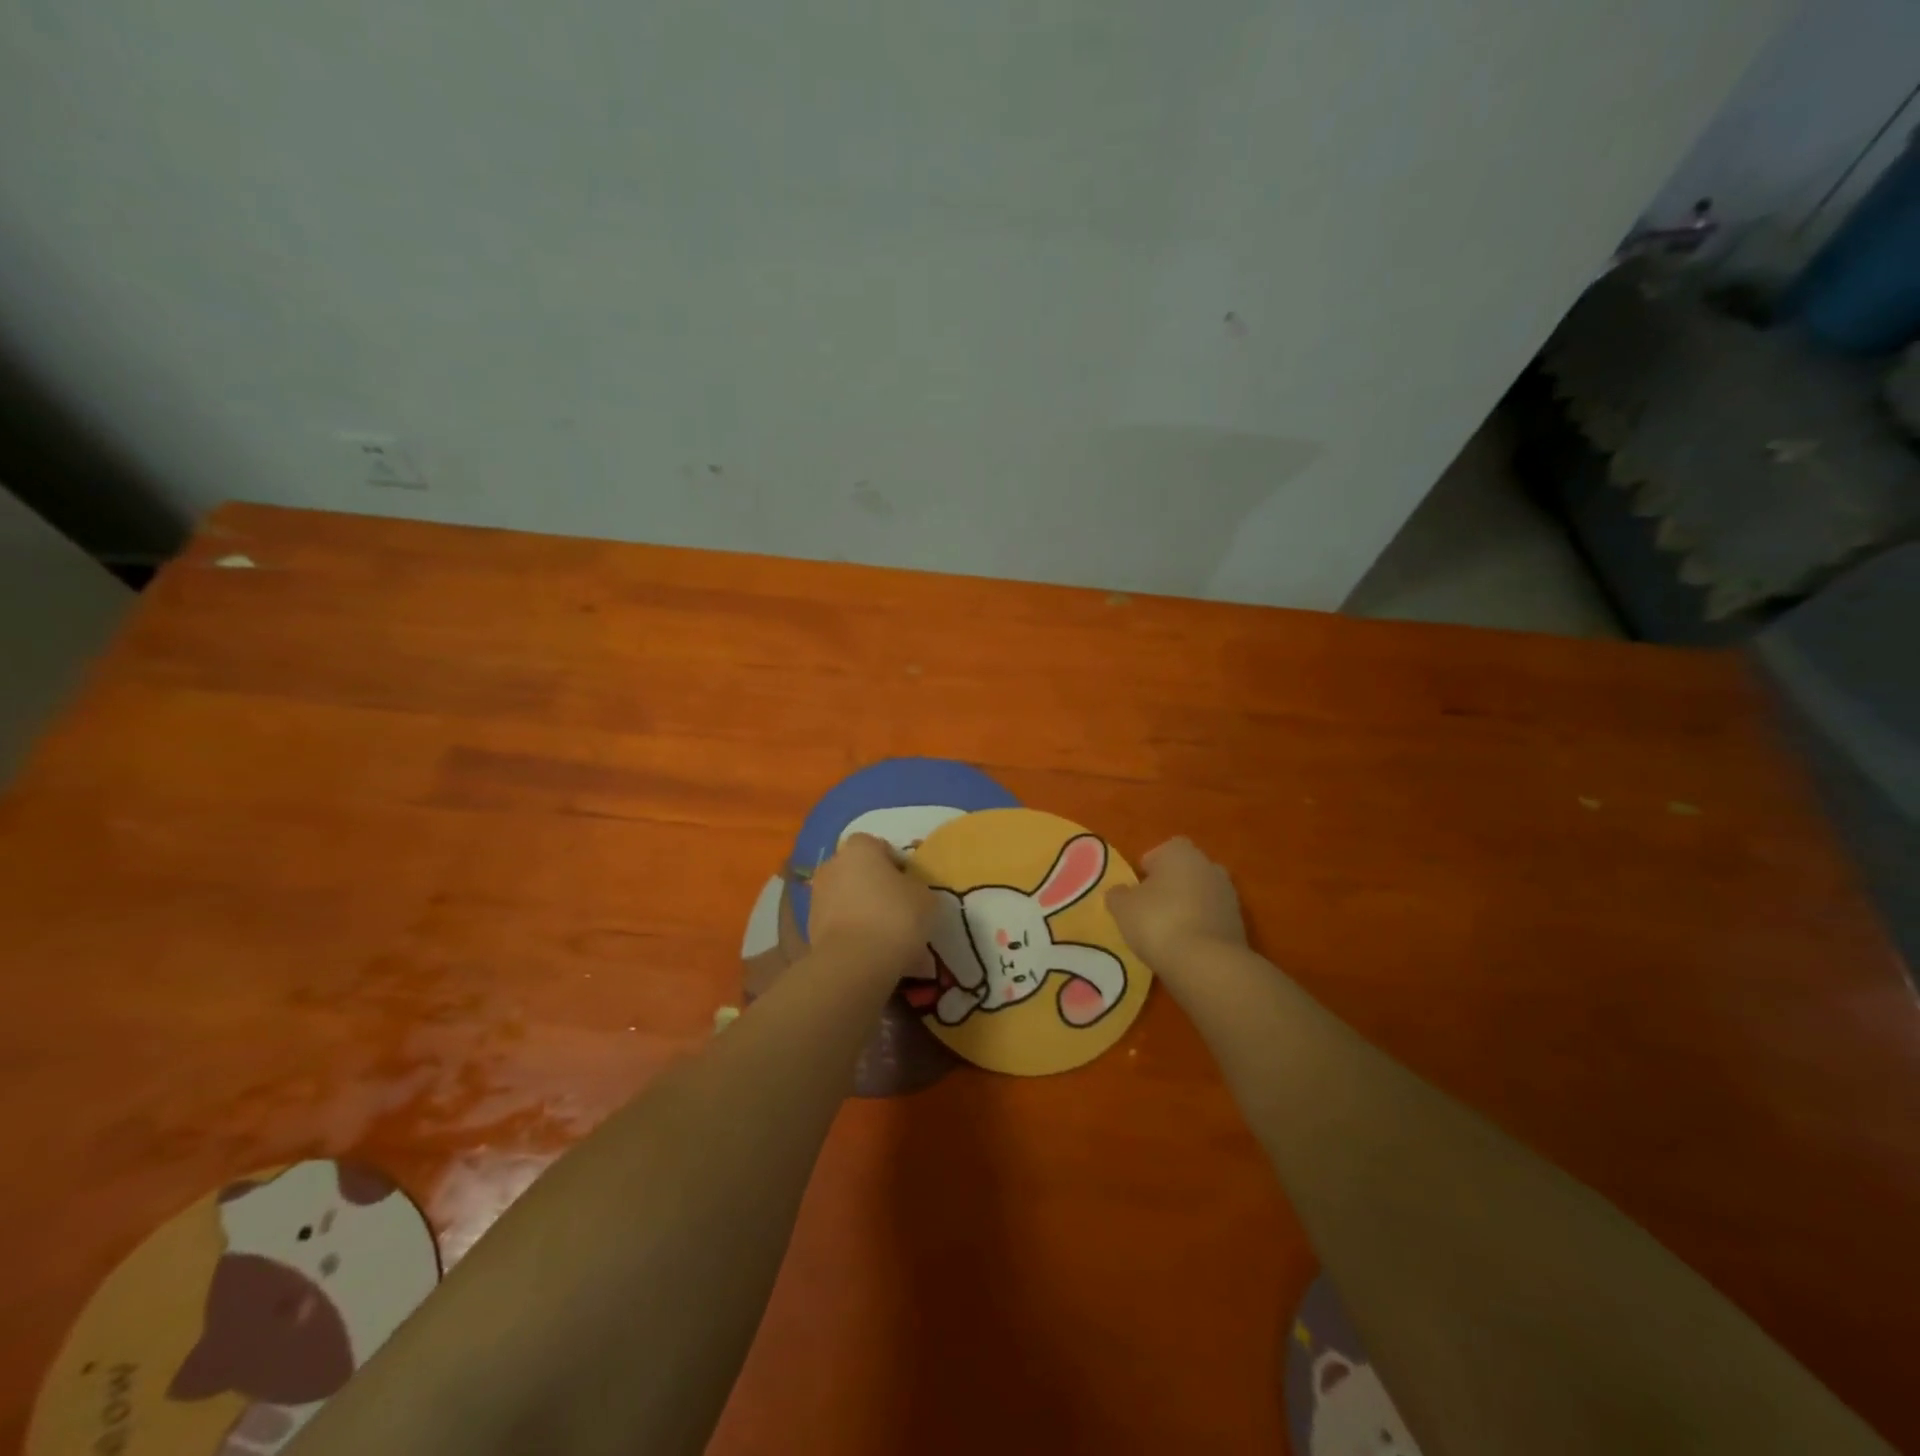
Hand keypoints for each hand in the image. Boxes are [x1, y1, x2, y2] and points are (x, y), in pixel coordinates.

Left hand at [807, 833, 936, 969]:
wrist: (854, 962)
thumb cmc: (895, 917)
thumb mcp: (925, 897)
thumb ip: (915, 886)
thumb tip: (908, 890)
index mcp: (860, 849)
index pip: (879, 846)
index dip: (895, 864)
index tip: (909, 885)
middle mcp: (833, 865)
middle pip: (859, 871)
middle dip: (875, 886)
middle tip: (898, 909)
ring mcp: (817, 896)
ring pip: (848, 898)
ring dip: (863, 910)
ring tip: (886, 936)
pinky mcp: (810, 926)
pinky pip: (839, 922)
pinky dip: (852, 932)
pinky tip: (871, 951)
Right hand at [1106, 837, 1245, 970]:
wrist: (1206, 963)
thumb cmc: (1158, 922)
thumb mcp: (1123, 908)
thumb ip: (1118, 895)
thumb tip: (1120, 892)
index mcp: (1180, 853)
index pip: (1163, 850)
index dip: (1149, 868)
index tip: (1138, 889)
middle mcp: (1209, 866)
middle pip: (1185, 871)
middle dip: (1171, 885)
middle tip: (1151, 908)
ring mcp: (1229, 895)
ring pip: (1201, 894)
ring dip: (1188, 907)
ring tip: (1168, 931)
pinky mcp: (1239, 924)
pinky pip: (1212, 918)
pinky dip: (1201, 927)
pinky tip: (1186, 947)